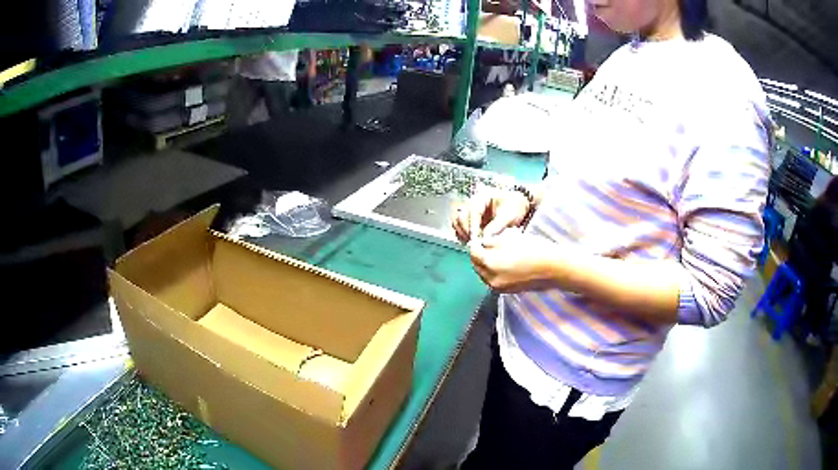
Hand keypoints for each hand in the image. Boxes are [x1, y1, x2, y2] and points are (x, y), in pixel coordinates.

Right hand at [451, 190, 529, 242]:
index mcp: (483, 197)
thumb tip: (485, 238)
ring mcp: (470, 212)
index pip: (472, 211)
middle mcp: (473, 204)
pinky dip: (462, 235)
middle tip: (475, 242)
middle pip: (461, 216)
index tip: (475, 238)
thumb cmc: (514, 206)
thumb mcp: (509, 215)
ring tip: (472, 242)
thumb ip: (497, 225)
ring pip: (457, 222)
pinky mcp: (471, 221)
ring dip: (462, 233)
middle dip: (466, 230)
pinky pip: (460, 228)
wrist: (518, 206)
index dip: (472, 225)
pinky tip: (471, 241)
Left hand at [469, 231, 556, 291]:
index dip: (476, 243)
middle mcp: (490, 278)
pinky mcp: (506, 291)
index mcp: (490, 263)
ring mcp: (498, 287)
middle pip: (477, 265)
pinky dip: (494, 272)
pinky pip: (493, 280)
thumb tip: (482, 243)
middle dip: (479, 255)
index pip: (473, 252)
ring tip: (496, 254)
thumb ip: (492, 241)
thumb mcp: (510, 239)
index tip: (480, 238)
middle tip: (486, 245)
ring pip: (484, 274)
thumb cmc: (533, 249)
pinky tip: (504, 264)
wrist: (553, 268)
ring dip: (486, 264)